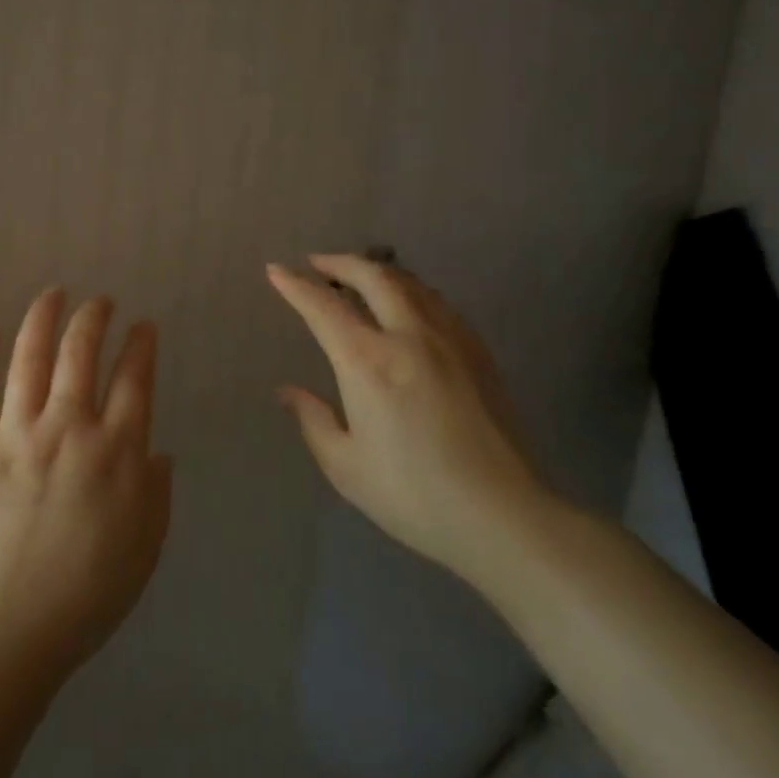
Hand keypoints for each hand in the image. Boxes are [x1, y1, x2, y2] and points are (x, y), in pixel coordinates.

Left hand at [0, 289, 171, 686]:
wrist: (6, 631)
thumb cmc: (86, 595)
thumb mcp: (146, 547)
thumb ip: (156, 491)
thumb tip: (156, 451)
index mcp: (115, 452)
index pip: (134, 379)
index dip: (141, 345)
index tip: (143, 327)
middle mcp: (67, 429)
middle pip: (81, 352)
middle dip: (94, 317)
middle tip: (101, 301)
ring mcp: (16, 434)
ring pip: (30, 357)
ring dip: (43, 317)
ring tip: (54, 293)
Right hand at [267, 255, 552, 589]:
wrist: (503, 515)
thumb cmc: (412, 495)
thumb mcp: (345, 465)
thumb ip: (313, 419)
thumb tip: (288, 390)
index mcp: (367, 362)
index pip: (323, 307)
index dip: (296, 286)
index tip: (276, 270)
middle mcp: (408, 336)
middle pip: (373, 276)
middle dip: (339, 262)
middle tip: (317, 263)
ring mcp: (450, 339)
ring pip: (410, 283)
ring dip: (377, 271)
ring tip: (358, 277)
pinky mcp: (479, 352)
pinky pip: (438, 302)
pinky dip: (411, 291)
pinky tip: (407, 307)